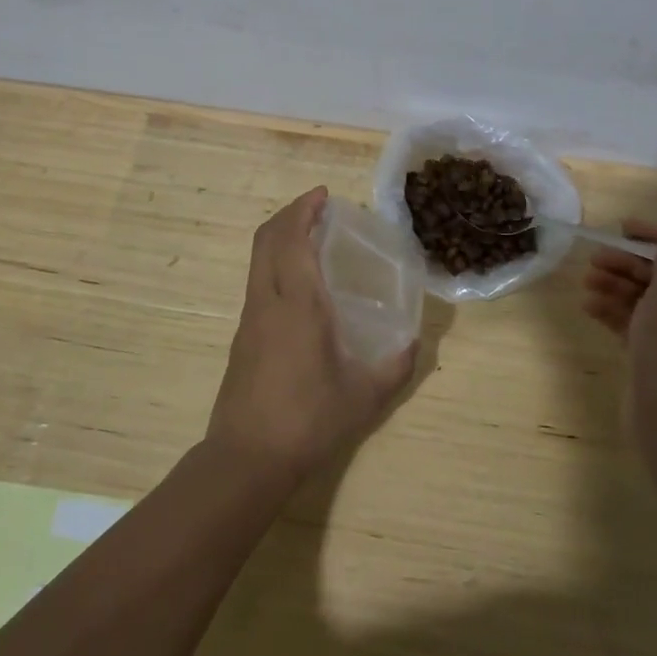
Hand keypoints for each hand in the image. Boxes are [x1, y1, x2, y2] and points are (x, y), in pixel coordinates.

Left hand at [205, 187, 417, 488]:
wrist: (246, 460)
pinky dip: (276, 263)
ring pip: (258, 259)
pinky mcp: (242, 337)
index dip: (304, 209)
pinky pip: (258, 281)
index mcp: (298, 303)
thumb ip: (395, 367)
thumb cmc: (308, 420)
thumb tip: (414, 344)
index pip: (292, 238)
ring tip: (312, 239)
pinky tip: (300, 286)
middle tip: (318, 208)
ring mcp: (250, 318)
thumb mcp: (363, 396)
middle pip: (266, 237)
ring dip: (280, 237)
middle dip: (290, 213)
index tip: (324, 195)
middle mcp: (268, 300)